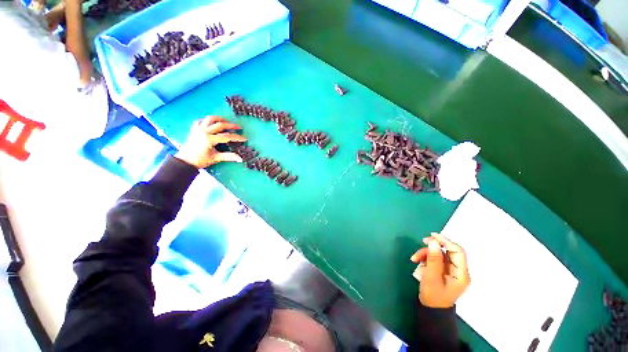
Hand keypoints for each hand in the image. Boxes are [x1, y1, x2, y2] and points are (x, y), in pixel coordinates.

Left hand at [175, 116, 246, 168]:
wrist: (185, 161)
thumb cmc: (201, 160)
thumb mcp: (215, 158)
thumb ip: (228, 157)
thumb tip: (240, 159)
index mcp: (209, 139)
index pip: (227, 136)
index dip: (237, 137)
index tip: (244, 138)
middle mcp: (204, 132)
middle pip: (220, 125)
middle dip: (231, 125)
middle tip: (239, 127)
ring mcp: (198, 129)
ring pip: (210, 119)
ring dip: (219, 118)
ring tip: (226, 120)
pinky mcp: (194, 129)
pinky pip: (200, 121)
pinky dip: (207, 120)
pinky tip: (211, 122)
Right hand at [410, 233, 469, 308]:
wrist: (431, 309)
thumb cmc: (433, 295)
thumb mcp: (431, 277)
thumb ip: (433, 259)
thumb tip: (433, 242)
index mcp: (461, 274)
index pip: (458, 252)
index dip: (447, 241)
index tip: (432, 235)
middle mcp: (458, 270)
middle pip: (448, 251)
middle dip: (434, 246)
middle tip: (422, 241)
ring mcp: (451, 270)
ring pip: (440, 254)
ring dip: (426, 253)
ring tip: (415, 258)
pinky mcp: (443, 270)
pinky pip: (435, 258)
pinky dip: (426, 257)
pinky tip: (417, 261)